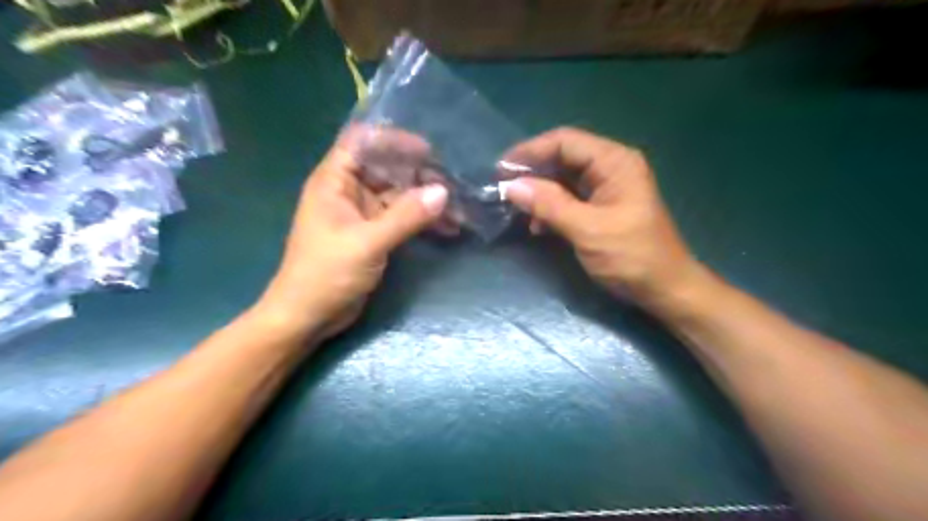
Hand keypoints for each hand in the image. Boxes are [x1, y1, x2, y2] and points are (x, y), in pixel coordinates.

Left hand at [254, 138, 446, 340]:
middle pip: (386, 168)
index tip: (427, 151)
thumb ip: (406, 216)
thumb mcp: (367, 243)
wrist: (308, 317)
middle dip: (418, 173)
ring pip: (398, 195)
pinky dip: (422, 221)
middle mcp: (348, 191)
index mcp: (335, 182)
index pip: (362, 142)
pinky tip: (448, 228)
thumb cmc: (326, 274)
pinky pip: (402, 218)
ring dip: (425, 200)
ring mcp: (362, 214)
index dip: (392, 140)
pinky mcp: (374, 234)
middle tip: (451, 183)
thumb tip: (443, 192)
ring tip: (457, 208)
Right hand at [506, 125, 707, 310]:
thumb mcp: (588, 229)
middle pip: (562, 158)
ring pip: (562, 180)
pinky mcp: (600, 209)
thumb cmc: (632, 257)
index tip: (501, 170)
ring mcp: (605, 189)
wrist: (664, 289)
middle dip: (532, 173)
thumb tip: (511, 186)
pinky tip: (537, 226)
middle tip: (503, 190)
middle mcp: (609, 168)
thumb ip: (549, 204)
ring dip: (539, 193)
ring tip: (516, 210)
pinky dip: (550, 208)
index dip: (530, 151)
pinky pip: (568, 199)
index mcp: (614, 162)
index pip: (565, 141)